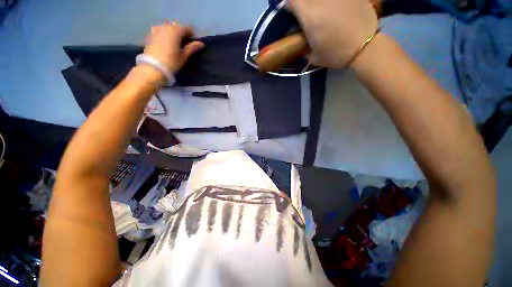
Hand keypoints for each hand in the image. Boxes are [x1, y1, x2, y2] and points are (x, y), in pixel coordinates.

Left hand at [143, 22, 203, 74]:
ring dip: (174, 34)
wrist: (153, 68)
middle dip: (182, 33)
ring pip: (168, 28)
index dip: (193, 35)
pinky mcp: (150, 35)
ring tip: (176, 44)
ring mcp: (156, 29)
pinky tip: (167, 45)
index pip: (187, 28)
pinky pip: (161, 32)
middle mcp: (165, 26)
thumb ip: (192, 48)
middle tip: (186, 44)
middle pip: (177, 26)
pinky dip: (166, 36)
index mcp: (175, 30)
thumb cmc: (171, 62)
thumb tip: (201, 43)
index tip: (195, 44)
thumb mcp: (184, 56)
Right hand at [287, 0, 377, 67]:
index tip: (294, 13)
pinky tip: (336, 9)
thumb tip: (302, 41)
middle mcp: (321, 0)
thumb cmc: (336, 54)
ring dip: (319, 3)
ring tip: (324, 12)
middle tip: (309, 14)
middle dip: (304, 4)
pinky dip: (334, 3)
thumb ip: (304, 46)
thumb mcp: (314, 57)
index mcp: (310, 15)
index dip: (291, 6)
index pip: (292, 0)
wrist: (365, 46)